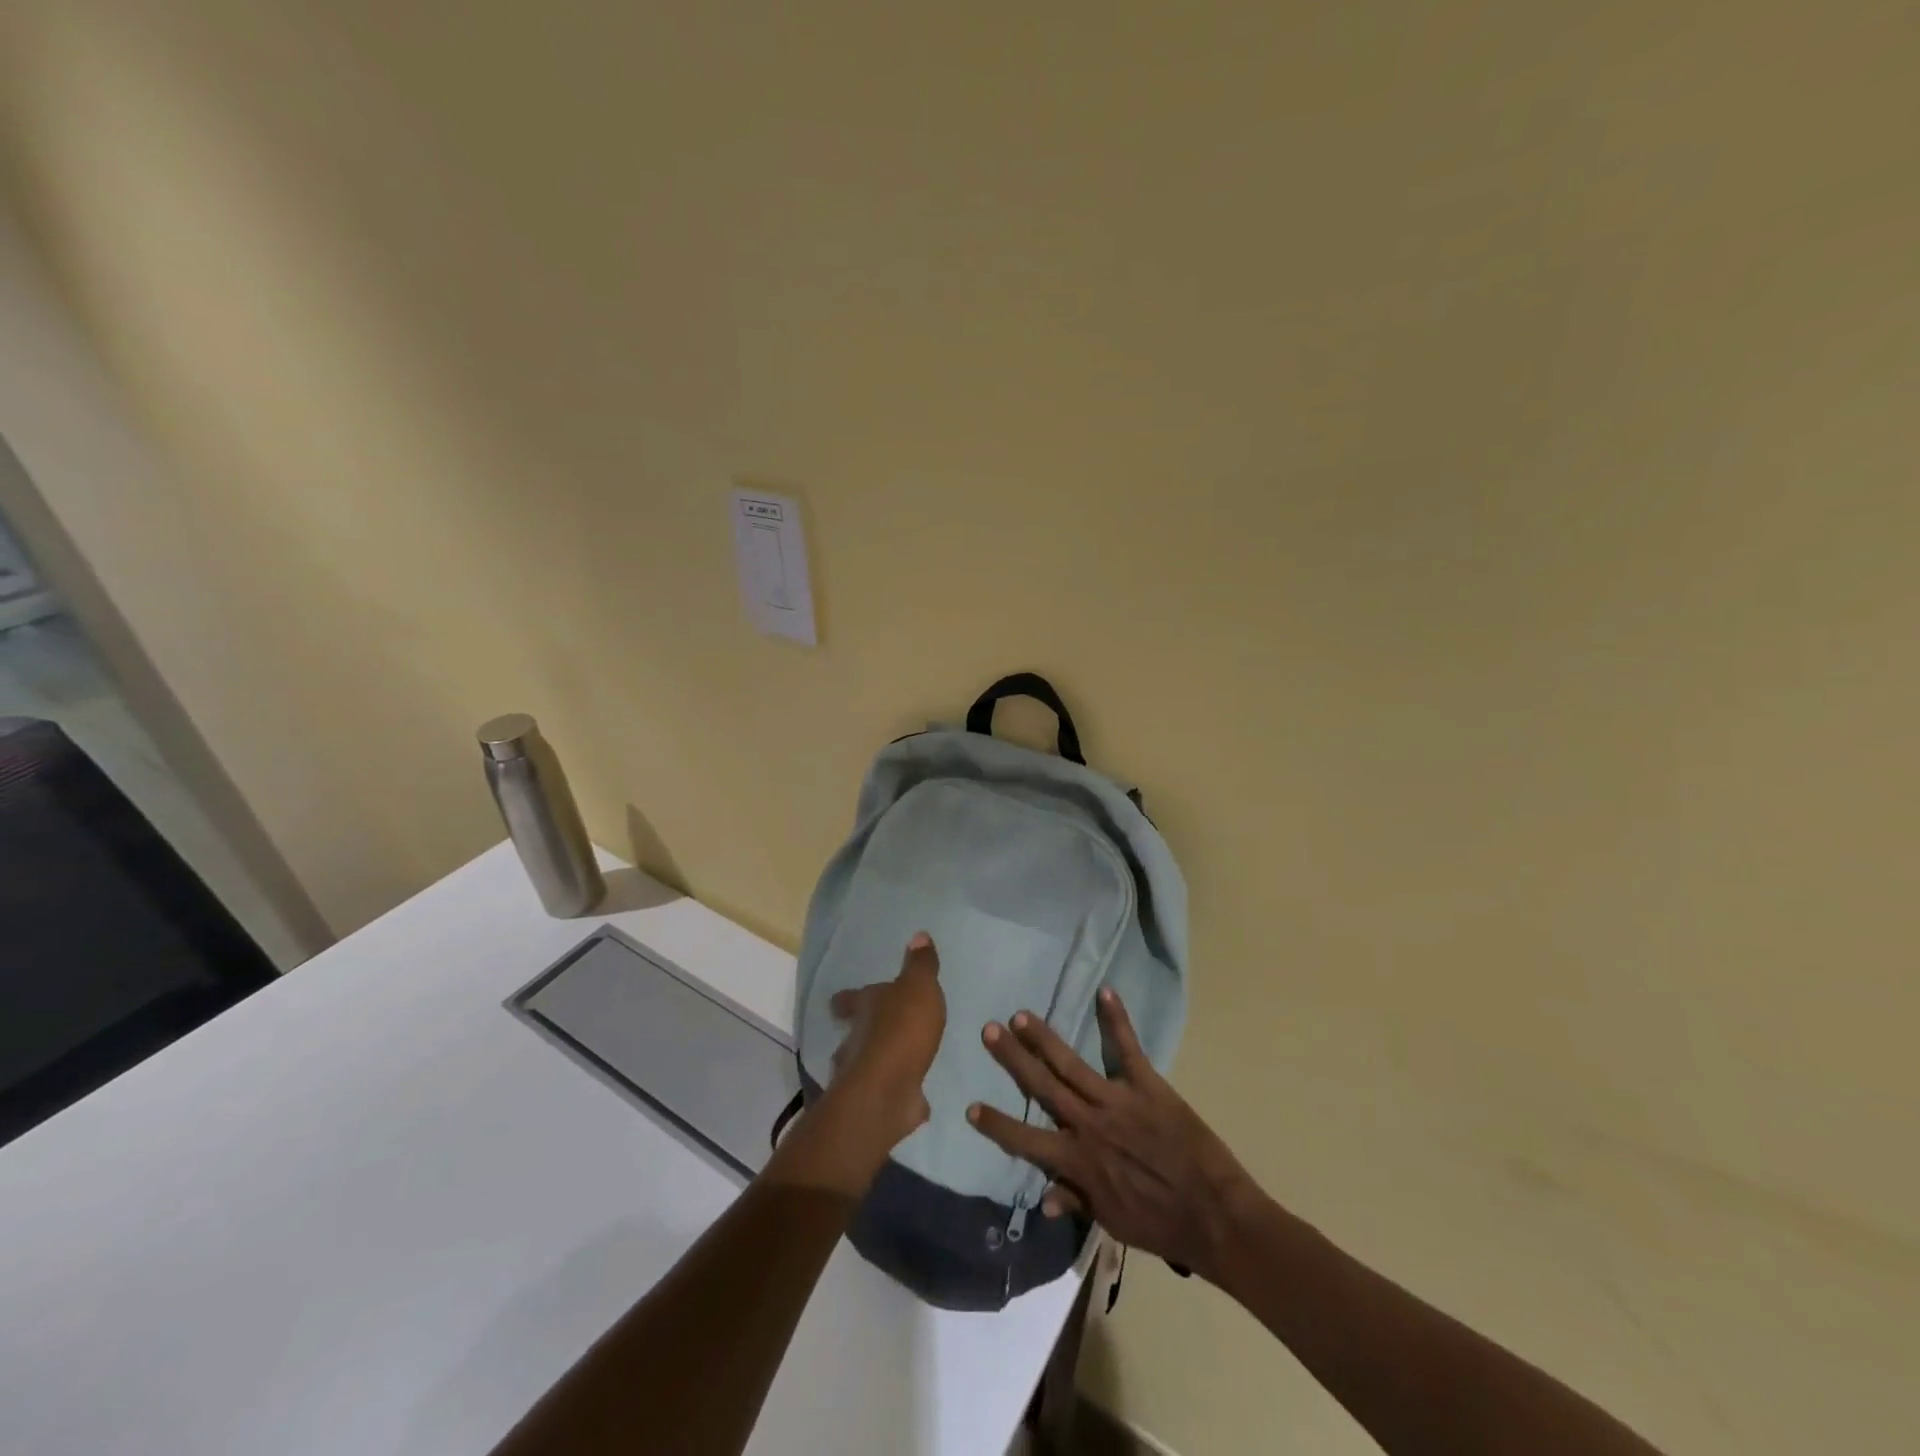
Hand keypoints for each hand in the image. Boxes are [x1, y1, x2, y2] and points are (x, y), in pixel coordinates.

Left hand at [825, 931, 945, 1149]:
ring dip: (876, 1062)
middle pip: (854, 1032)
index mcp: (866, 1007)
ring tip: (896, 1063)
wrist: (888, 1090)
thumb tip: (919, 935)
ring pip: (864, 1063)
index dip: (847, 999)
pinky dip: (895, 1089)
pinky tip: (910, 1093)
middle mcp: (857, 1038)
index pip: (851, 999)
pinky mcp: (876, 1101)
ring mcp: (862, 1073)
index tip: (839, 1002)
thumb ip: (920, 965)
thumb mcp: (918, 988)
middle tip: (872, 1032)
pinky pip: (886, 1090)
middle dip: (861, 1032)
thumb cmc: (902, 1030)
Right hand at [967, 987, 1257, 1282]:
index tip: (970, 1107)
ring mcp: (1117, 1101)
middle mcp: (1089, 1124)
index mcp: (1078, 1160)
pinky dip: (1117, 1019)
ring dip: (1044, 1038)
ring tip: (1021, 1016)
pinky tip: (1106, 991)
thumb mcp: (1111, 1220)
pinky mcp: (1148, 1086)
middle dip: (1013, 1059)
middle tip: (989, 1030)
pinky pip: (1128, 1048)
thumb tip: (1040, 1197)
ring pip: (1072, 1063)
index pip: (1025, 1140)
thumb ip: (1075, 1200)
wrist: (1213, 1216)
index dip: (997, 1124)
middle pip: (1042, 1086)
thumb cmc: (1159, 1224)